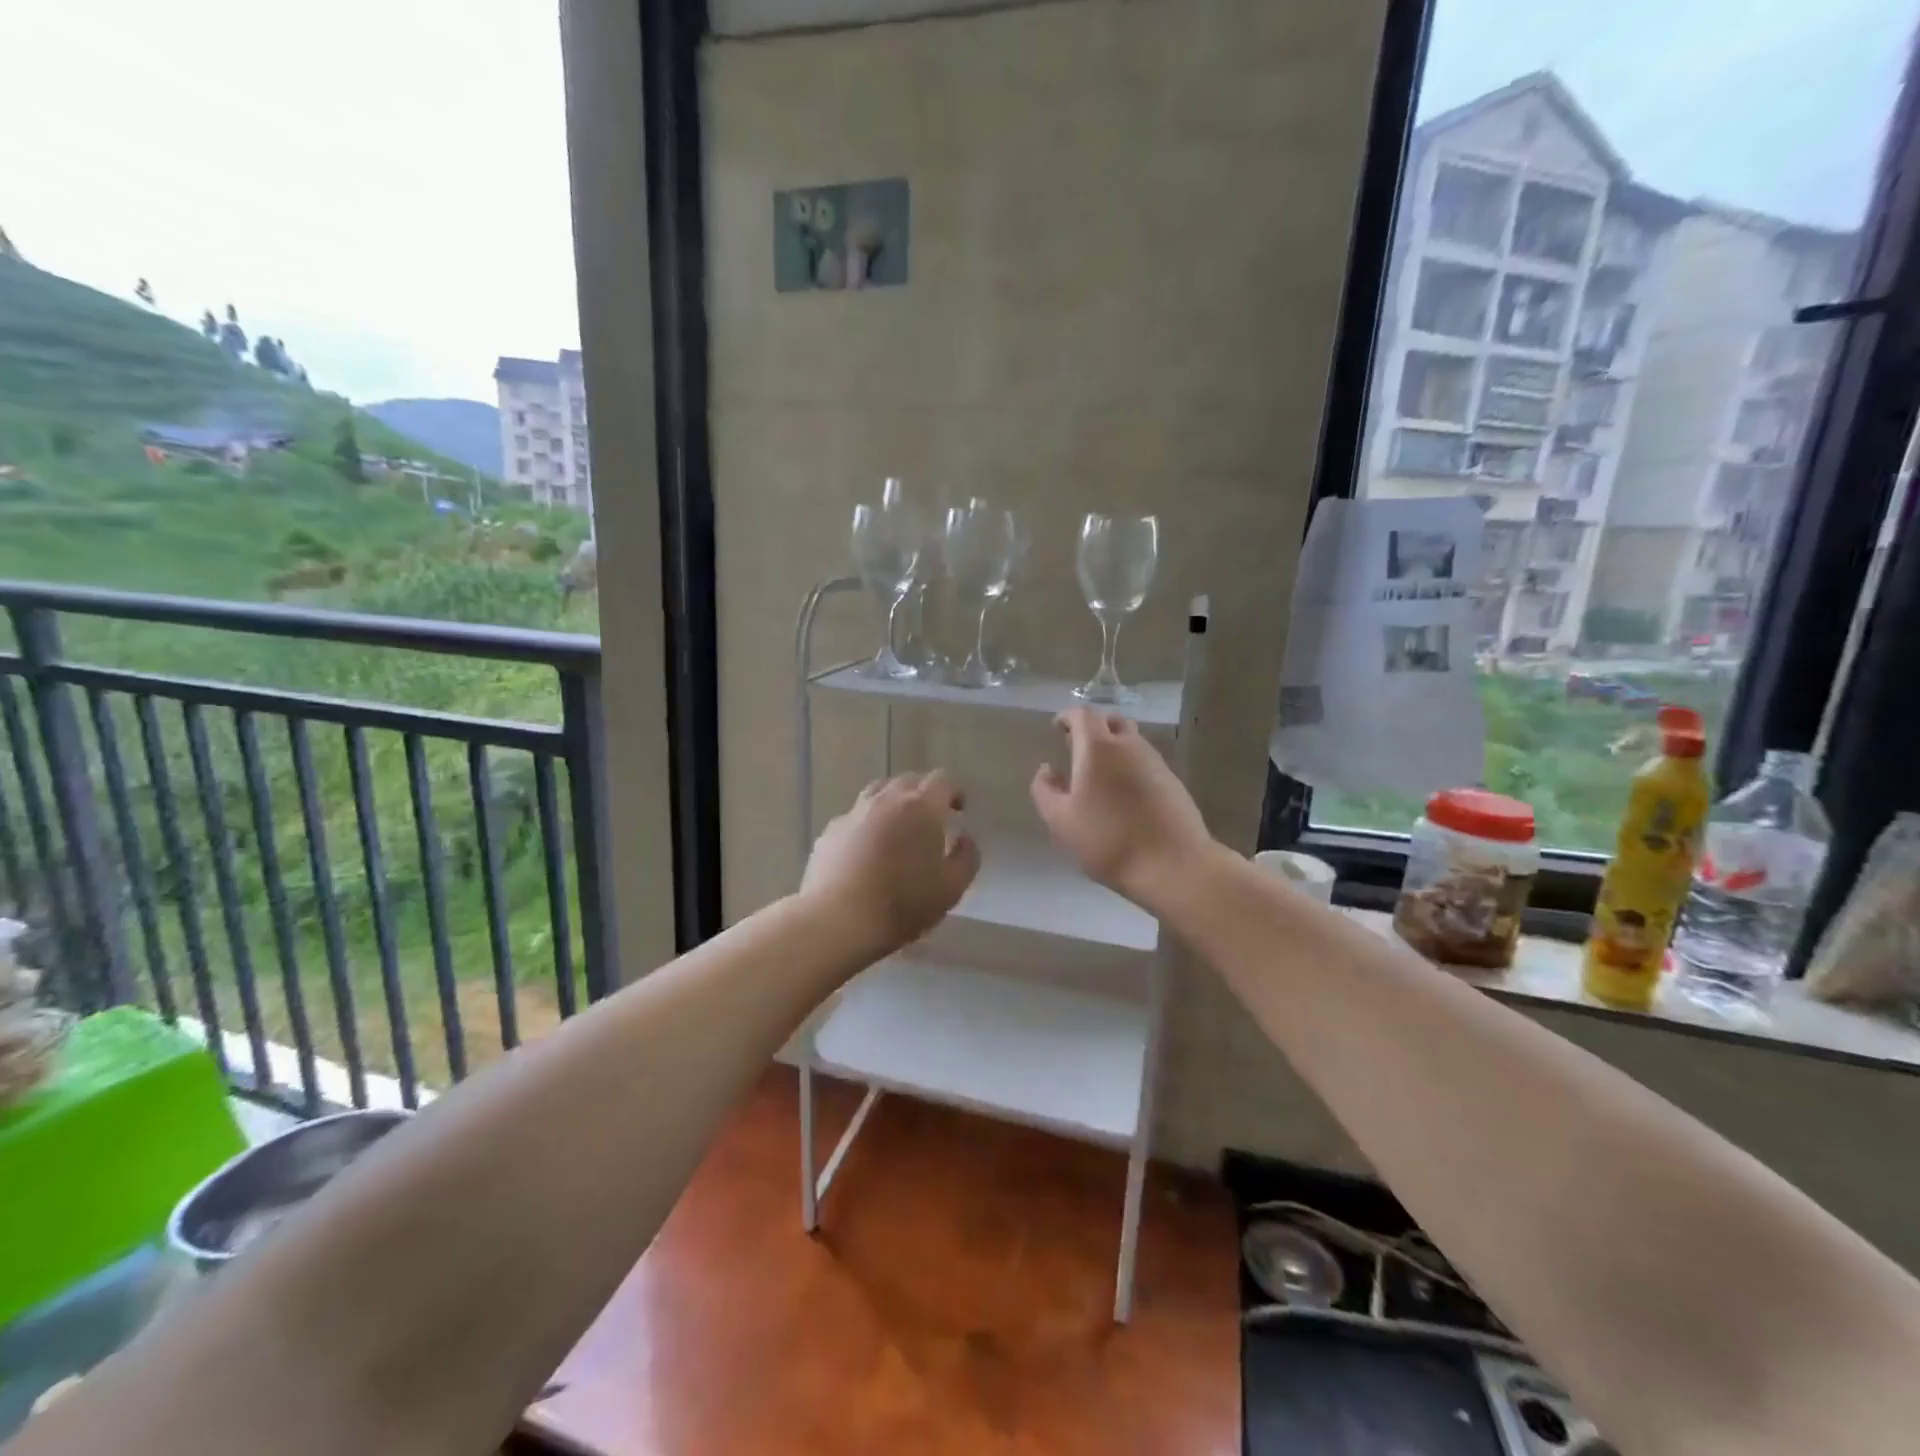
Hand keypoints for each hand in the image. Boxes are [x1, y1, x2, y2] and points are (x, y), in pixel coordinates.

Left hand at [802, 771, 979, 953]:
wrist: (838, 920)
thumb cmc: (903, 903)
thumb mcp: (952, 888)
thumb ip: (966, 858)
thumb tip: (964, 839)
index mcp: (921, 807)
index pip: (941, 780)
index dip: (952, 792)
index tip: (958, 810)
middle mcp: (886, 800)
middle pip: (907, 781)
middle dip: (922, 794)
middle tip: (930, 819)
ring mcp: (853, 814)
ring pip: (876, 793)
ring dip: (891, 804)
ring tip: (896, 828)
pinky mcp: (829, 833)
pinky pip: (853, 819)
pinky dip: (865, 826)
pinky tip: (865, 851)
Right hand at [1030, 708, 1212, 906]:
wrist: (1173, 865)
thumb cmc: (1108, 840)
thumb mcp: (1061, 820)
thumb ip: (1045, 790)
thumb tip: (1047, 769)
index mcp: (1098, 748)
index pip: (1082, 714)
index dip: (1067, 717)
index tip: (1056, 728)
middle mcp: (1129, 745)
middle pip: (1111, 721)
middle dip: (1092, 727)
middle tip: (1076, 747)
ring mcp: (1155, 762)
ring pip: (1131, 740)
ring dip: (1112, 746)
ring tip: (1098, 773)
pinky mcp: (1172, 781)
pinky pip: (1145, 760)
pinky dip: (1129, 764)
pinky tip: (1122, 793)